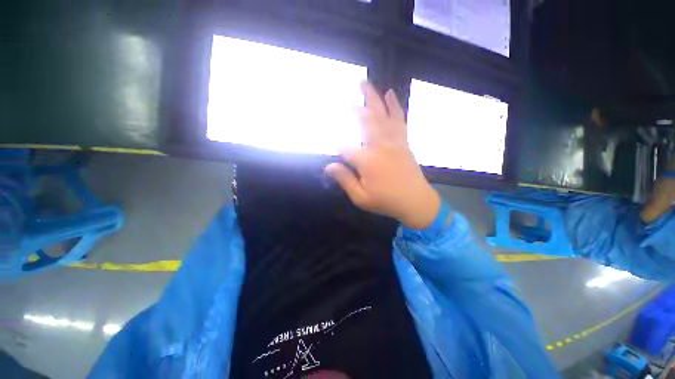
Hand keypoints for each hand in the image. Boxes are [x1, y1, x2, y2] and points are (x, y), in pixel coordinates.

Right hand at [325, 82, 441, 228]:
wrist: (416, 202)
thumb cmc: (386, 201)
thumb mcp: (361, 197)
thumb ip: (345, 180)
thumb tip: (329, 166)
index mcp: (367, 161)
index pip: (346, 149)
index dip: (338, 150)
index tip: (335, 152)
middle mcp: (380, 146)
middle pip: (366, 121)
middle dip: (355, 107)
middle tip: (346, 94)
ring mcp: (394, 142)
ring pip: (382, 115)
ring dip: (373, 99)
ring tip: (366, 84)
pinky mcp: (403, 142)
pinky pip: (398, 120)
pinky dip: (394, 106)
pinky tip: (390, 96)